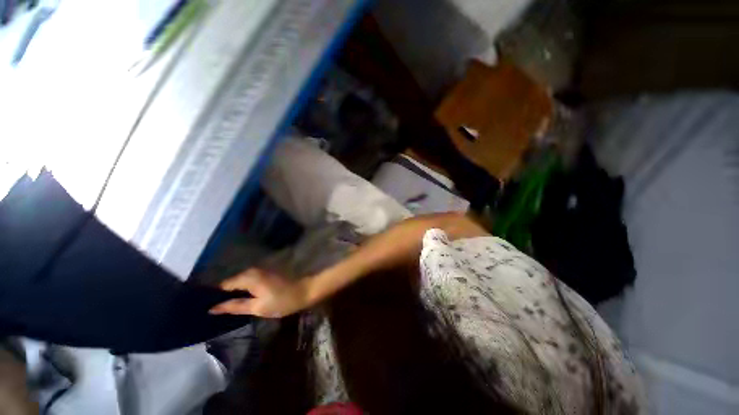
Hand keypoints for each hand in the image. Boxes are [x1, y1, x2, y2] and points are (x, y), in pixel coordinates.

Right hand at [209, 269, 310, 317]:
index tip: (203, 308)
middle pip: (230, 282)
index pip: (223, 285)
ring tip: (223, 307)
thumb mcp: (257, 307)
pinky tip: (239, 299)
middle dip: (222, 294)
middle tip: (213, 311)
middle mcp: (252, 270)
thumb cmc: (282, 301)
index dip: (213, 296)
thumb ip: (234, 306)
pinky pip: (247, 280)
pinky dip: (242, 289)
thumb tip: (212, 308)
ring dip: (232, 292)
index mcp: (248, 277)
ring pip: (239, 281)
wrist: (304, 291)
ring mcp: (259, 270)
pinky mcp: (265, 273)